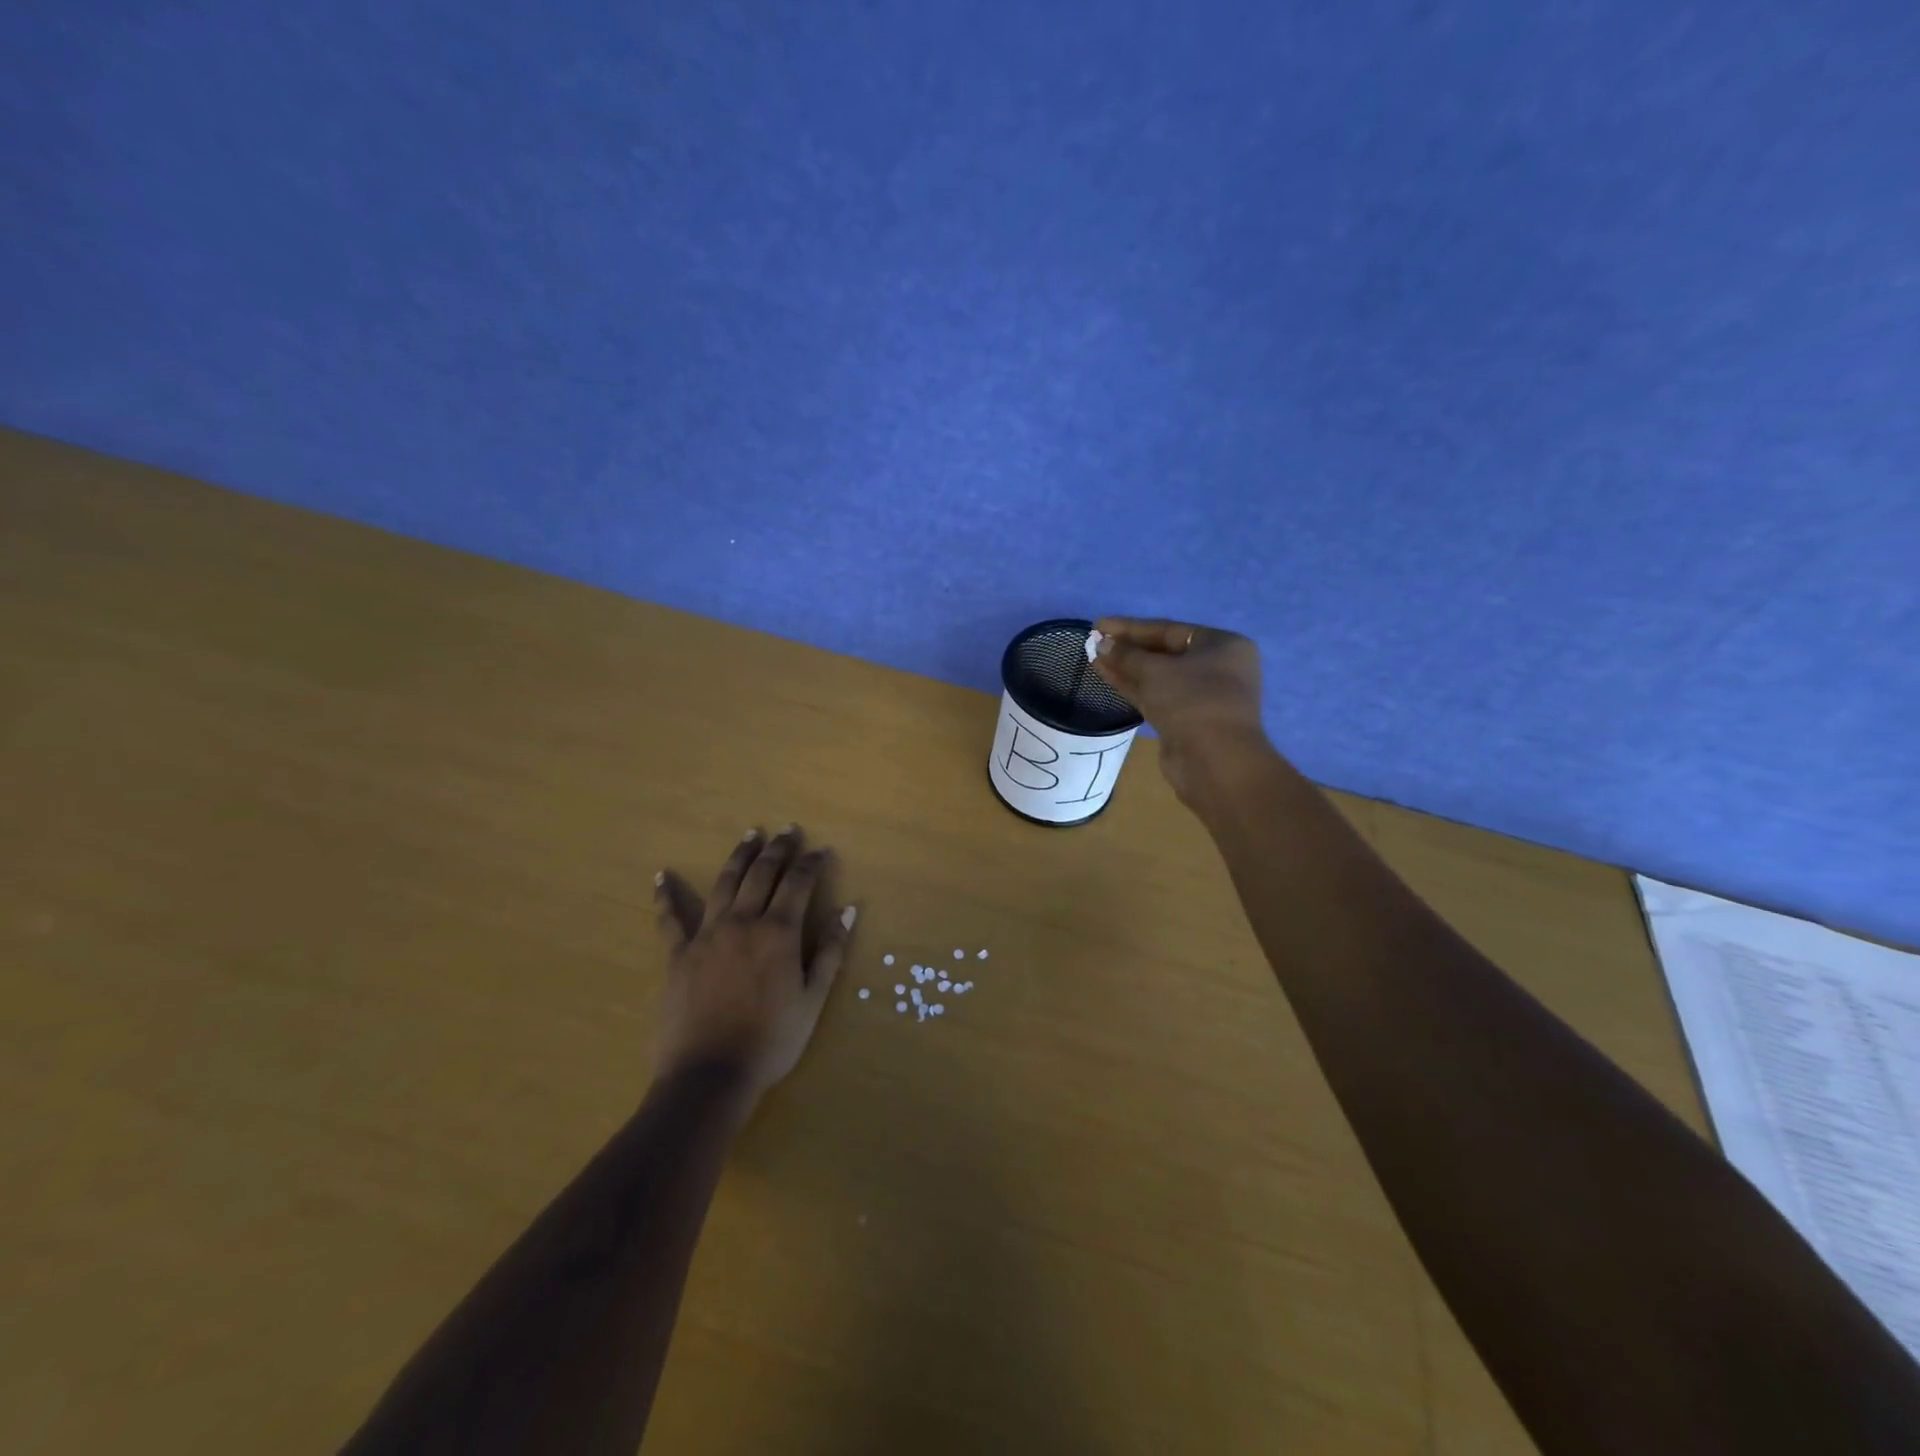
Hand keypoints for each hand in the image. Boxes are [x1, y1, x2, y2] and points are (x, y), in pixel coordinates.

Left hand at [652, 826, 853, 1111]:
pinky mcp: (678, 955)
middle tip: (788, 829)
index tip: (821, 850)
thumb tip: (848, 909)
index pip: (799, 884)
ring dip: (739, 856)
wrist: (709, 1076)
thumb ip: (831, 951)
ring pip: (725, 883)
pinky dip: (665, 896)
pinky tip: (662, 876)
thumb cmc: (771, 1041)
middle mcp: (743, 922)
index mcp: (779, 932)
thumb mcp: (813, 1000)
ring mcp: (707, 936)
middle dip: (778, 848)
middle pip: (762, 874)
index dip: (811, 863)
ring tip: (750, 834)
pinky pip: (670, 919)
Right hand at [1091, 617, 1268, 804]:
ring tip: (1093, 658)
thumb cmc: (1192, 702)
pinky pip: (1156, 696)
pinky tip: (1106, 676)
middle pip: (1164, 652)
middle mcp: (1216, 667)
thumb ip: (1126, 655)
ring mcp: (1202, 696)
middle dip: (1128, 648)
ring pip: (1158, 676)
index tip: (1099, 625)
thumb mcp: (1155, 671)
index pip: (1168, 630)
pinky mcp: (1186, 721)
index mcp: (1221, 645)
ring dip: (1126, 668)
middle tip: (1094, 643)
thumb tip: (1100, 644)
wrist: (1215, 761)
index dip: (1130, 627)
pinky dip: (1133, 687)